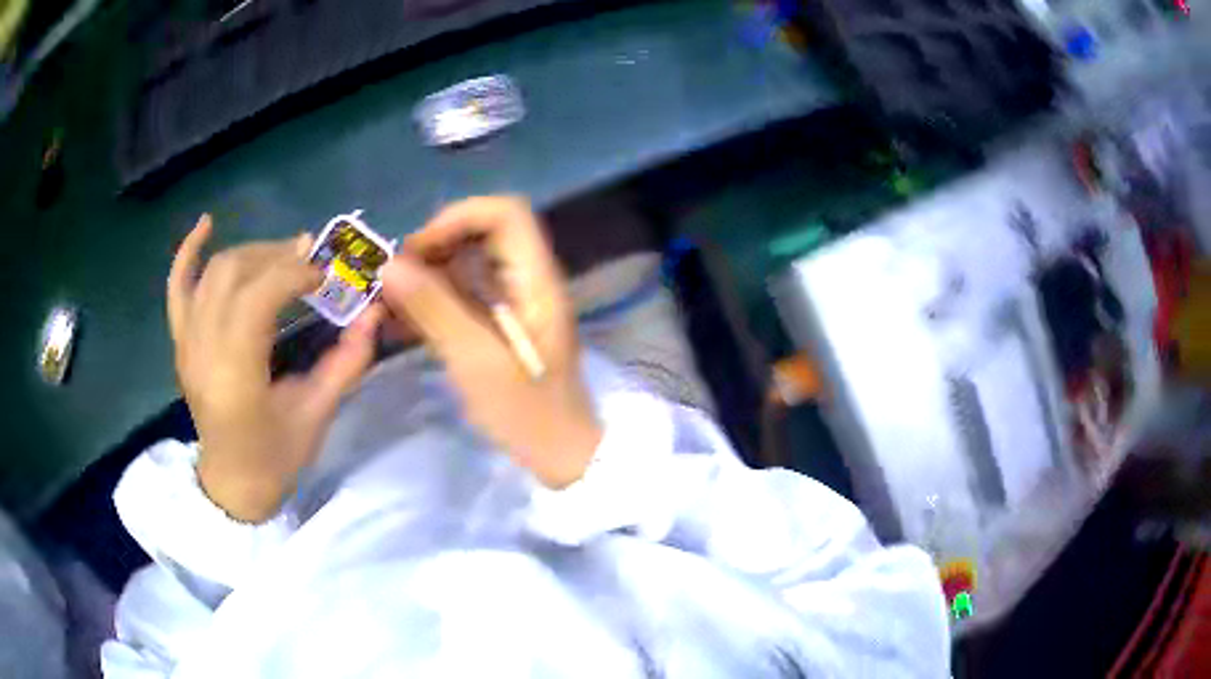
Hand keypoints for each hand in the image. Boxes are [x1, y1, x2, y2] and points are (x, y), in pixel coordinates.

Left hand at [168, 214, 381, 521]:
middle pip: (234, 273)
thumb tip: (374, 313)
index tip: (325, 275)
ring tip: (283, 254)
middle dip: (277, 256)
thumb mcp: (317, 415)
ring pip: (213, 272)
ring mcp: (186, 343)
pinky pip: (177, 287)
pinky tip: (206, 224)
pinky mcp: (181, 341)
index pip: (257, 296)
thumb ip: (346, 362)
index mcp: (235, 374)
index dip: (294, 273)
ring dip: (251, 252)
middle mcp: (202, 349)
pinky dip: (188, 252)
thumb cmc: (275, 457)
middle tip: (312, 259)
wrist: (232, 483)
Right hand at [379, 197, 601, 488]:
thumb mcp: (477, 362)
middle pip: (482, 233)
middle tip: (396, 279)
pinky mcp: (497, 325)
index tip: (418, 251)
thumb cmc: (529, 414)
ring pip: (466, 264)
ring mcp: (512, 303)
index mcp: (536, 280)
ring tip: (390, 303)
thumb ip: (434, 309)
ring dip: (426, 276)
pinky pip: (461, 295)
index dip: (458, 218)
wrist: (563, 457)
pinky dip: (430, 301)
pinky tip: (400, 323)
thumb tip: (389, 265)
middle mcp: (526, 281)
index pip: (505, 214)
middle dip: (434, 247)